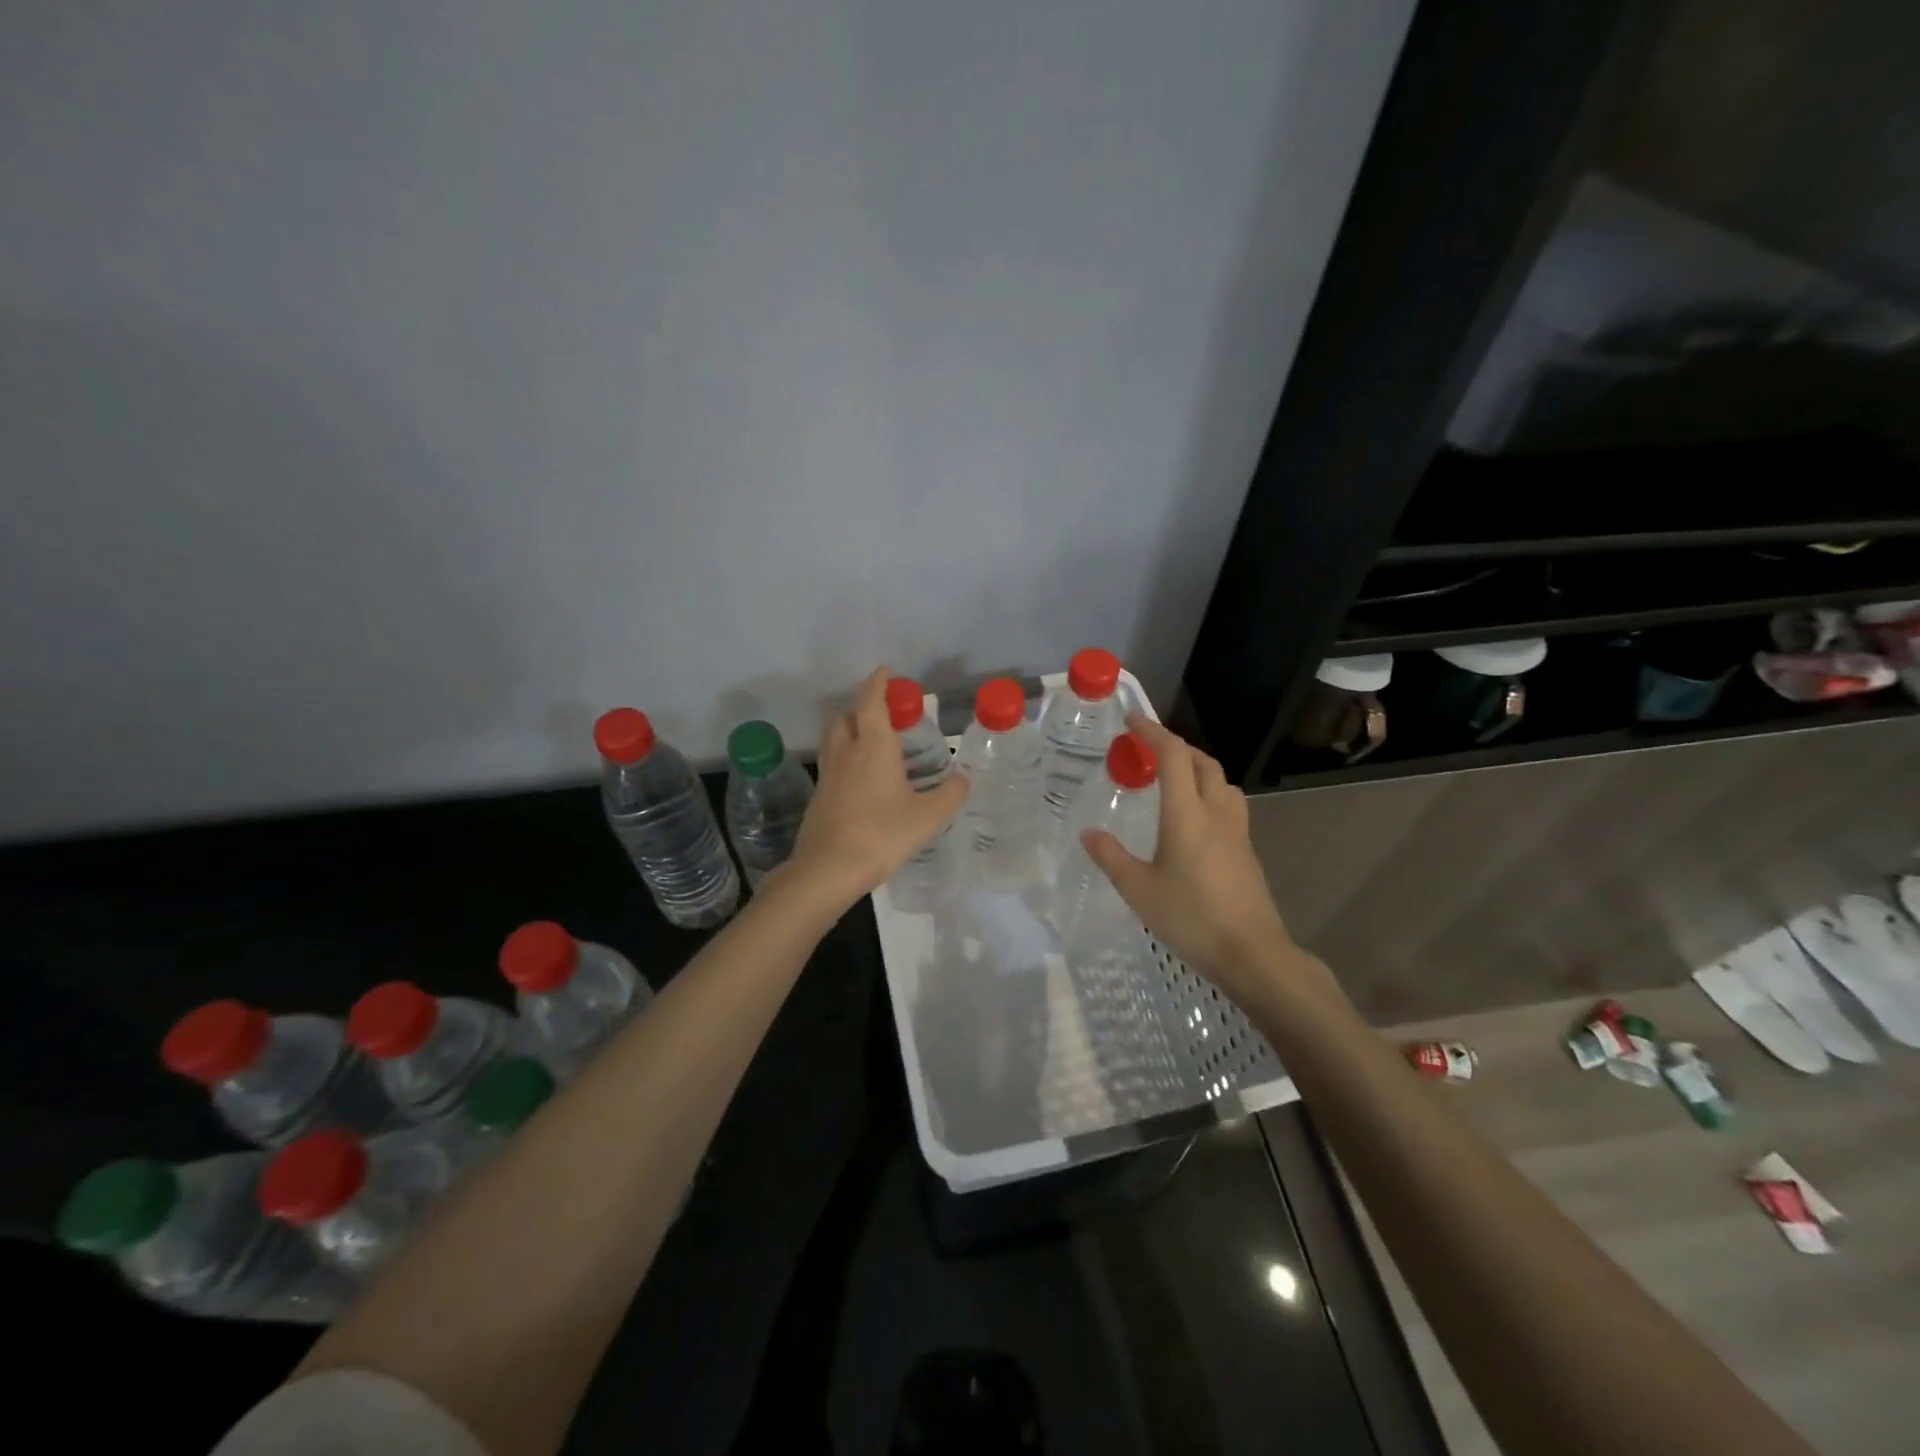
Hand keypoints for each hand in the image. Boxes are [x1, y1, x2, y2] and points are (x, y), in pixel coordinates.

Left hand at [784, 666, 968, 909]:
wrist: (828, 868)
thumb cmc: (881, 834)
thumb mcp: (927, 817)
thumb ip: (949, 795)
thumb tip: (964, 780)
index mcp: (874, 747)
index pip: (872, 702)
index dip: (878, 683)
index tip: (886, 671)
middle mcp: (847, 752)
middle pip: (846, 716)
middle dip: (861, 707)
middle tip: (883, 714)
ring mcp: (828, 774)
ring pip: (834, 738)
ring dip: (848, 729)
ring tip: (870, 741)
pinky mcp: (819, 795)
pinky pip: (831, 763)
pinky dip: (844, 757)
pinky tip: (859, 778)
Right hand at [1082, 715, 1307, 1006]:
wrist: (1252, 953)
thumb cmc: (1191, 918)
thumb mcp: (1139, 890)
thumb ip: (1111, 857)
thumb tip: (1088, 833)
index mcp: (1187, 814)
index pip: (1173, 756)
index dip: (1153, 732)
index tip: (1132, 720)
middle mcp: (1216, 813)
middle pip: (1202, 762)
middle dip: (1176, 747)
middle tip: (1149, 751)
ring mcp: (1237, 831)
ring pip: (1221, 782)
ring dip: (1198, 768)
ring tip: (1174, 780)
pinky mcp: (1247, 851)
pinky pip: (1229, 805)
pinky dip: (1209, 793)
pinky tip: (1195, 819)